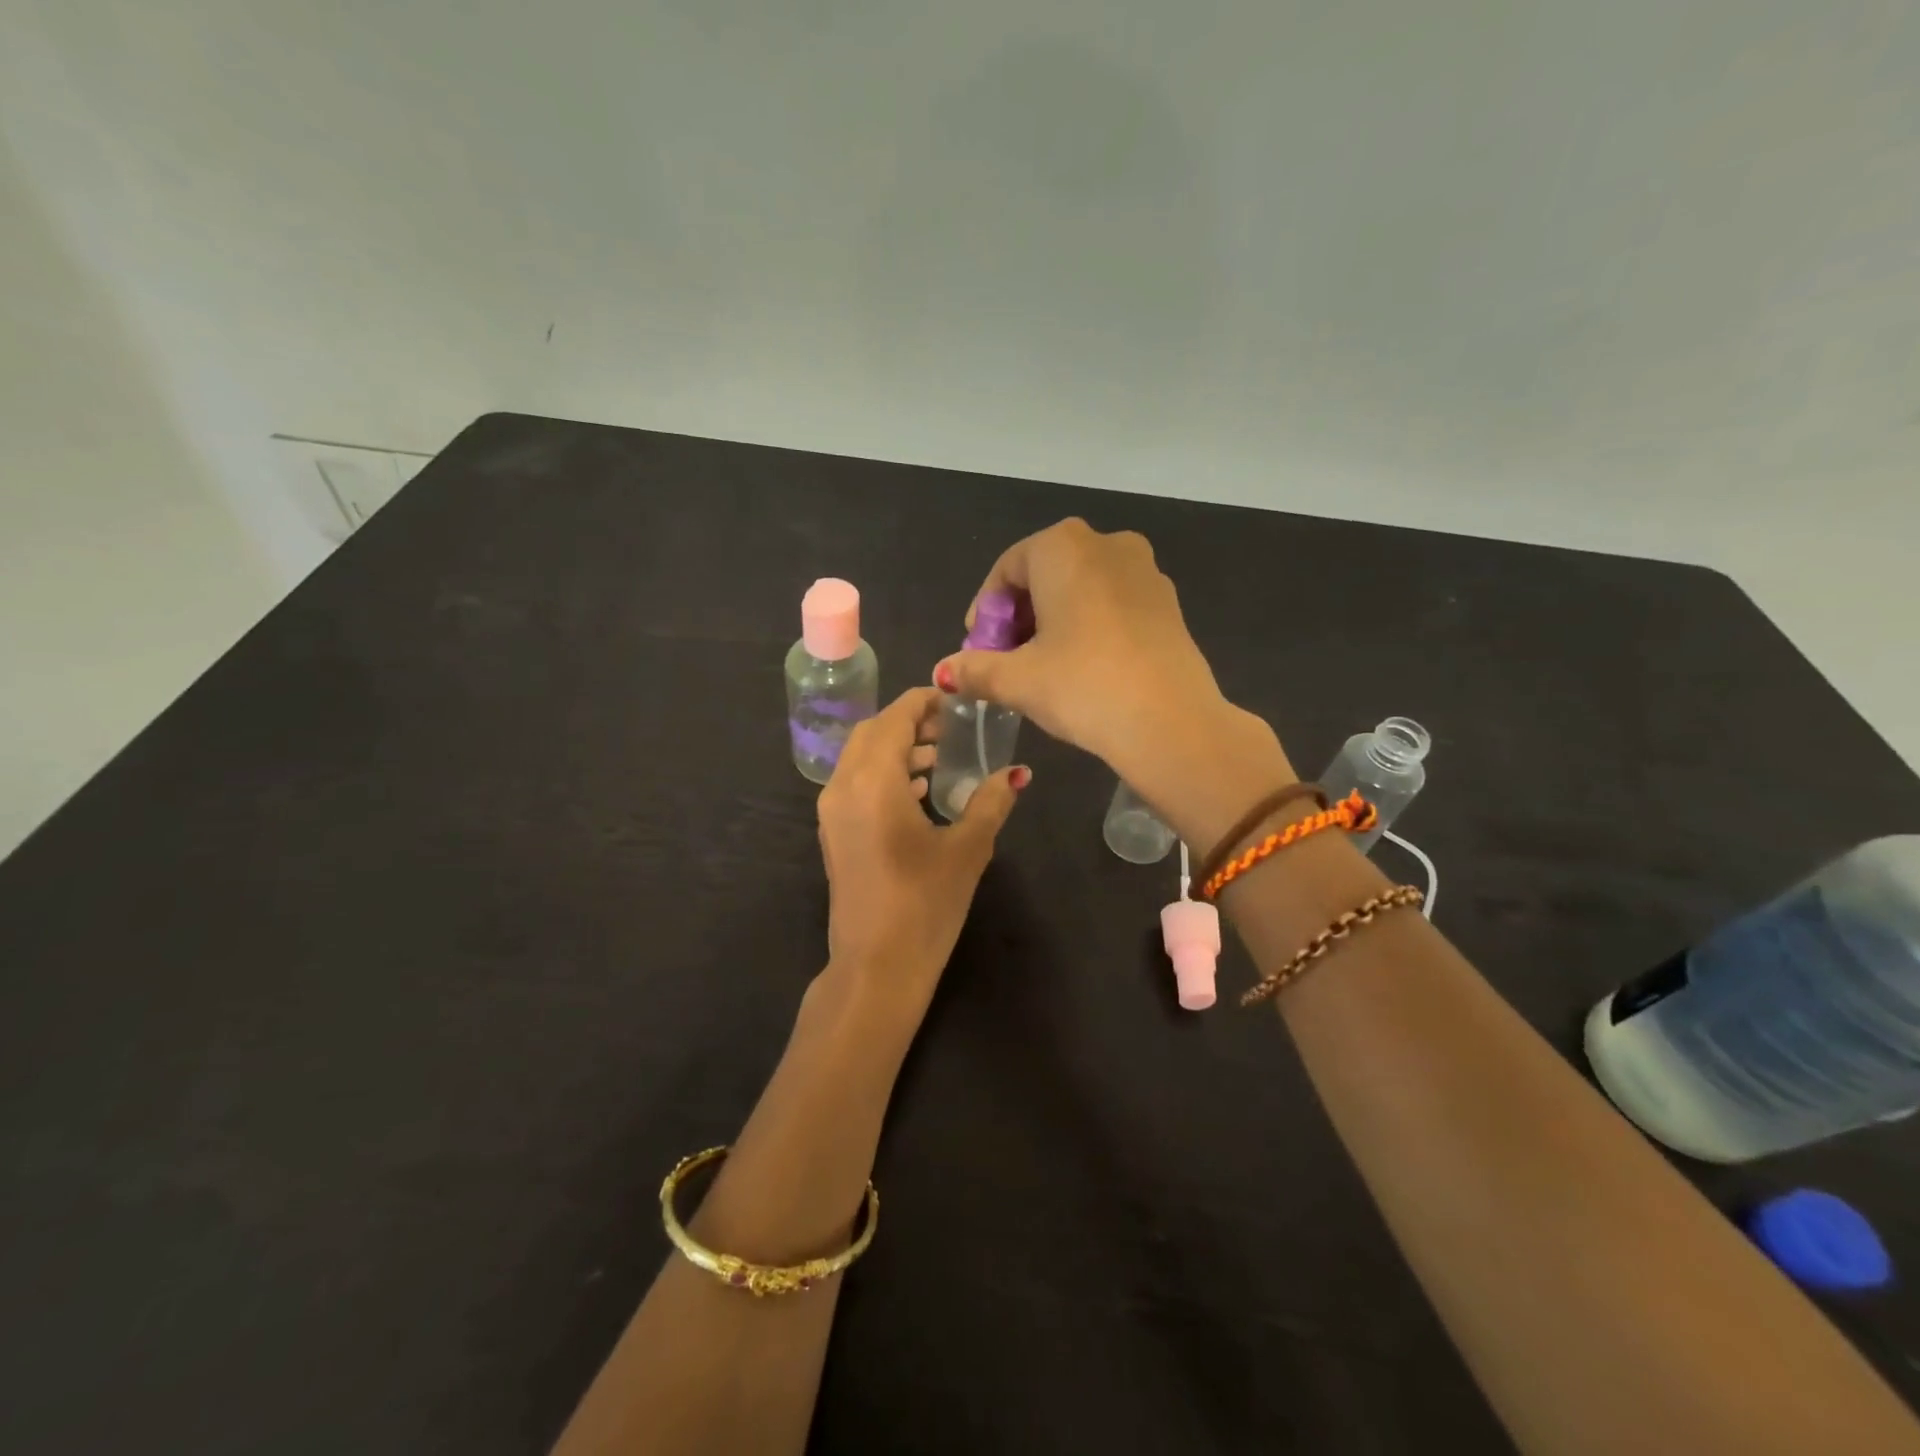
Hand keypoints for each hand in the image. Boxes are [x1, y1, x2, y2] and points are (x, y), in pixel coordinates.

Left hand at [816, 687, 1026, 1013]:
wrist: (876, 967)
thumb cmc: (925, 904)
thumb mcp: (967, 849)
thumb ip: (991, 802)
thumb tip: (1018, 773)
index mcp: (872, 781)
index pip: (894, 719)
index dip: (922, 702)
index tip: (953, 699)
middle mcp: (842, 787)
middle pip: (871, 733)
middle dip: (908, 723)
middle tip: (948, 728)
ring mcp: (831, 813)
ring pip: (859, 759)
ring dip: (895, 750)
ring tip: (937, 759)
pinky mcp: (833, 835)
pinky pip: (854, 784)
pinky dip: (882, 775)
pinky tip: (917, 793)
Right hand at [933, 519, 1289, 807]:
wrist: (1170, 722)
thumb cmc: (1082, 685)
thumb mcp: (1017, 680)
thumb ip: (974, 669)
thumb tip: (942, 673)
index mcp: (1063, 547)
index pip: (1007, 569)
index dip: (986, 611)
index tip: (979, 649)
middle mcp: (1107, 543)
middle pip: (1045, 574)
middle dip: (1019, 616)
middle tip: (1007, 660)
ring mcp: (1145, 571)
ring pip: (1081, 588)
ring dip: (1054, 621)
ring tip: (1043, 667)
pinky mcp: (1168, 603)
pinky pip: (1113, 603)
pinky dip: (1089, 626)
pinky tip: (1085, 667)